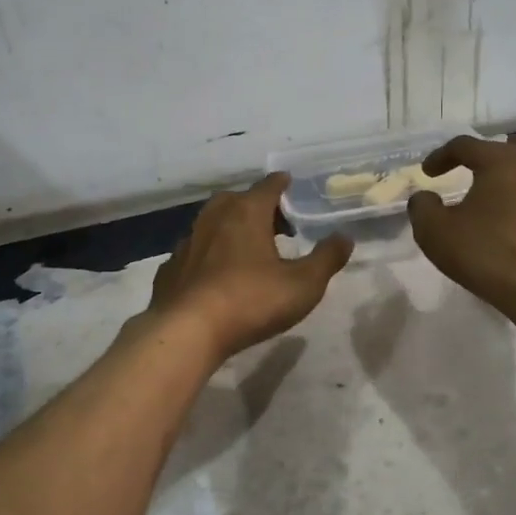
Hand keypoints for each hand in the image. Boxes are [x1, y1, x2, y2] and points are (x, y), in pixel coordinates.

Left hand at [147, 174, 352, 362]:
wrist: (187, 330)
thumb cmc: (251, 300)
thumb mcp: (303, 284)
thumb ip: (326, 259)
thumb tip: (344, 237)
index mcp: (246, 212)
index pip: (268, 186)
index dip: (282, 184)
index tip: (289, 184)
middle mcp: (213, 218)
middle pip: (237, 200)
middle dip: (256, 206)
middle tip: (275, 223)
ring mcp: (188, 242)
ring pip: (212, 224)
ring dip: (230, 229)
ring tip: (246, 248)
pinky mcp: (171, 268)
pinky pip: (195, 252)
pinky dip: (208, 255)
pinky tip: (215, 274)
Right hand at [408, 134, 515, 312]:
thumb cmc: (484, 252)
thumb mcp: (434, 231)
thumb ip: (422, 207)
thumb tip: (424, 197)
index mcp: (501, 162)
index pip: (467, 145)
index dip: (441, 156)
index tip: (426, 174)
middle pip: (515, 144)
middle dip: (491, 151)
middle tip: (472, 166)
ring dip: (509, 173)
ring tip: (487, 192)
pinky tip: (503, 217)